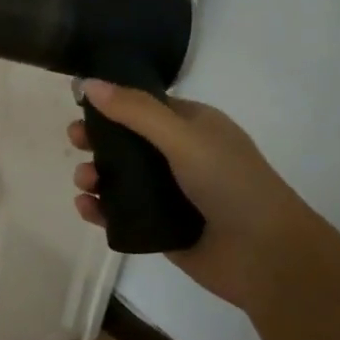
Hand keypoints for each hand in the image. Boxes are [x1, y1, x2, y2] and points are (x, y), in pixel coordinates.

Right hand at [70, 80, 313, 311]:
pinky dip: (100, 210)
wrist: (265, 255)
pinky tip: (86, 207)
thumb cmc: (230, 183)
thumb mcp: (183, 137)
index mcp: (193, 127)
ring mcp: (169, 195)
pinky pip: (120, 214)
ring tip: (84, 181)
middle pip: (127, 142)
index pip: (145, 106)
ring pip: (120, 179)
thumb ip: (135, 111)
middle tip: (74, 141)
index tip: (80, 104)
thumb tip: (88, 83)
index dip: (112, 104)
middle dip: (98, 140)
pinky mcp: (159, 228)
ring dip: (95, 175)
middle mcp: (181, 157)